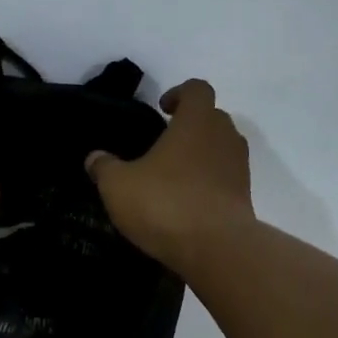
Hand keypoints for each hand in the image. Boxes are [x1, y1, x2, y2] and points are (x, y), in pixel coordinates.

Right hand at [86, 79, 256, 271]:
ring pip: (221, 149)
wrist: (216, 248)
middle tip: (164, 143)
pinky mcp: (244, 197)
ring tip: (173, 175)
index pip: (197, 89)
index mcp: (197, 121)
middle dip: (190, 125)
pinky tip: (186, 202)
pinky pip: (225, 178)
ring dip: (201, 155)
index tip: (162, 109)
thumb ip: (105, 167)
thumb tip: (94, 158)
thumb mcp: (118, 186)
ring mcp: (239, 168)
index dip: (179, 93)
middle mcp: (224, 137)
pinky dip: (209, 183)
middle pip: (212, 118)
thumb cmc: (165, 204)